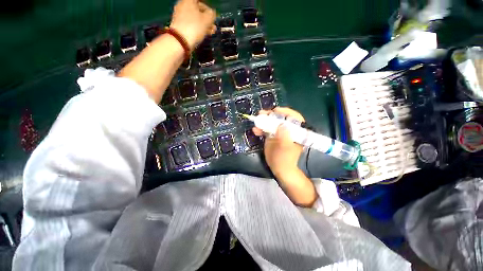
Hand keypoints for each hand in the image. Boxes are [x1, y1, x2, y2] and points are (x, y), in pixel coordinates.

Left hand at [170, 0, 216, 50]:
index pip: (200, 1)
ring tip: (211, 32)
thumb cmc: (195, 27)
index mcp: (189, 0)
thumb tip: (211, 14)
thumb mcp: (207, 20)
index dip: (208, 8)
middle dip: (207, 18)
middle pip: (197, 9)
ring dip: (204, 24)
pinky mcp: (179, 25)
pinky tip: (204, 34)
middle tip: (213, 26)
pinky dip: (198, 28)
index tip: (213, 16)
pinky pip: (191, 24)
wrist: (180, 41)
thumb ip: (211, 15)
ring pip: (195, 18)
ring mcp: (180, 15)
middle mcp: (183, 5)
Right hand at [252, 107, 304, 178]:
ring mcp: (279, 132)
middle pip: (281, 118)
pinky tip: (255, 130)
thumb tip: (281, 124)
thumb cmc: (285, 159)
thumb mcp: (285, 148)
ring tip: (256, 120)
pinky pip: (266, 129)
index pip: (294, 117)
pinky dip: (260, 129)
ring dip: (264, 120)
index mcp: (297, 131)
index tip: (275, 111)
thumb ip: (284, 136)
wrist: (279, 168)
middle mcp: (288, 129)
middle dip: (271, 115)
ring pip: (272, 122)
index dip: (285, 112)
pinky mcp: (272, 135)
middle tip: (262, 113)